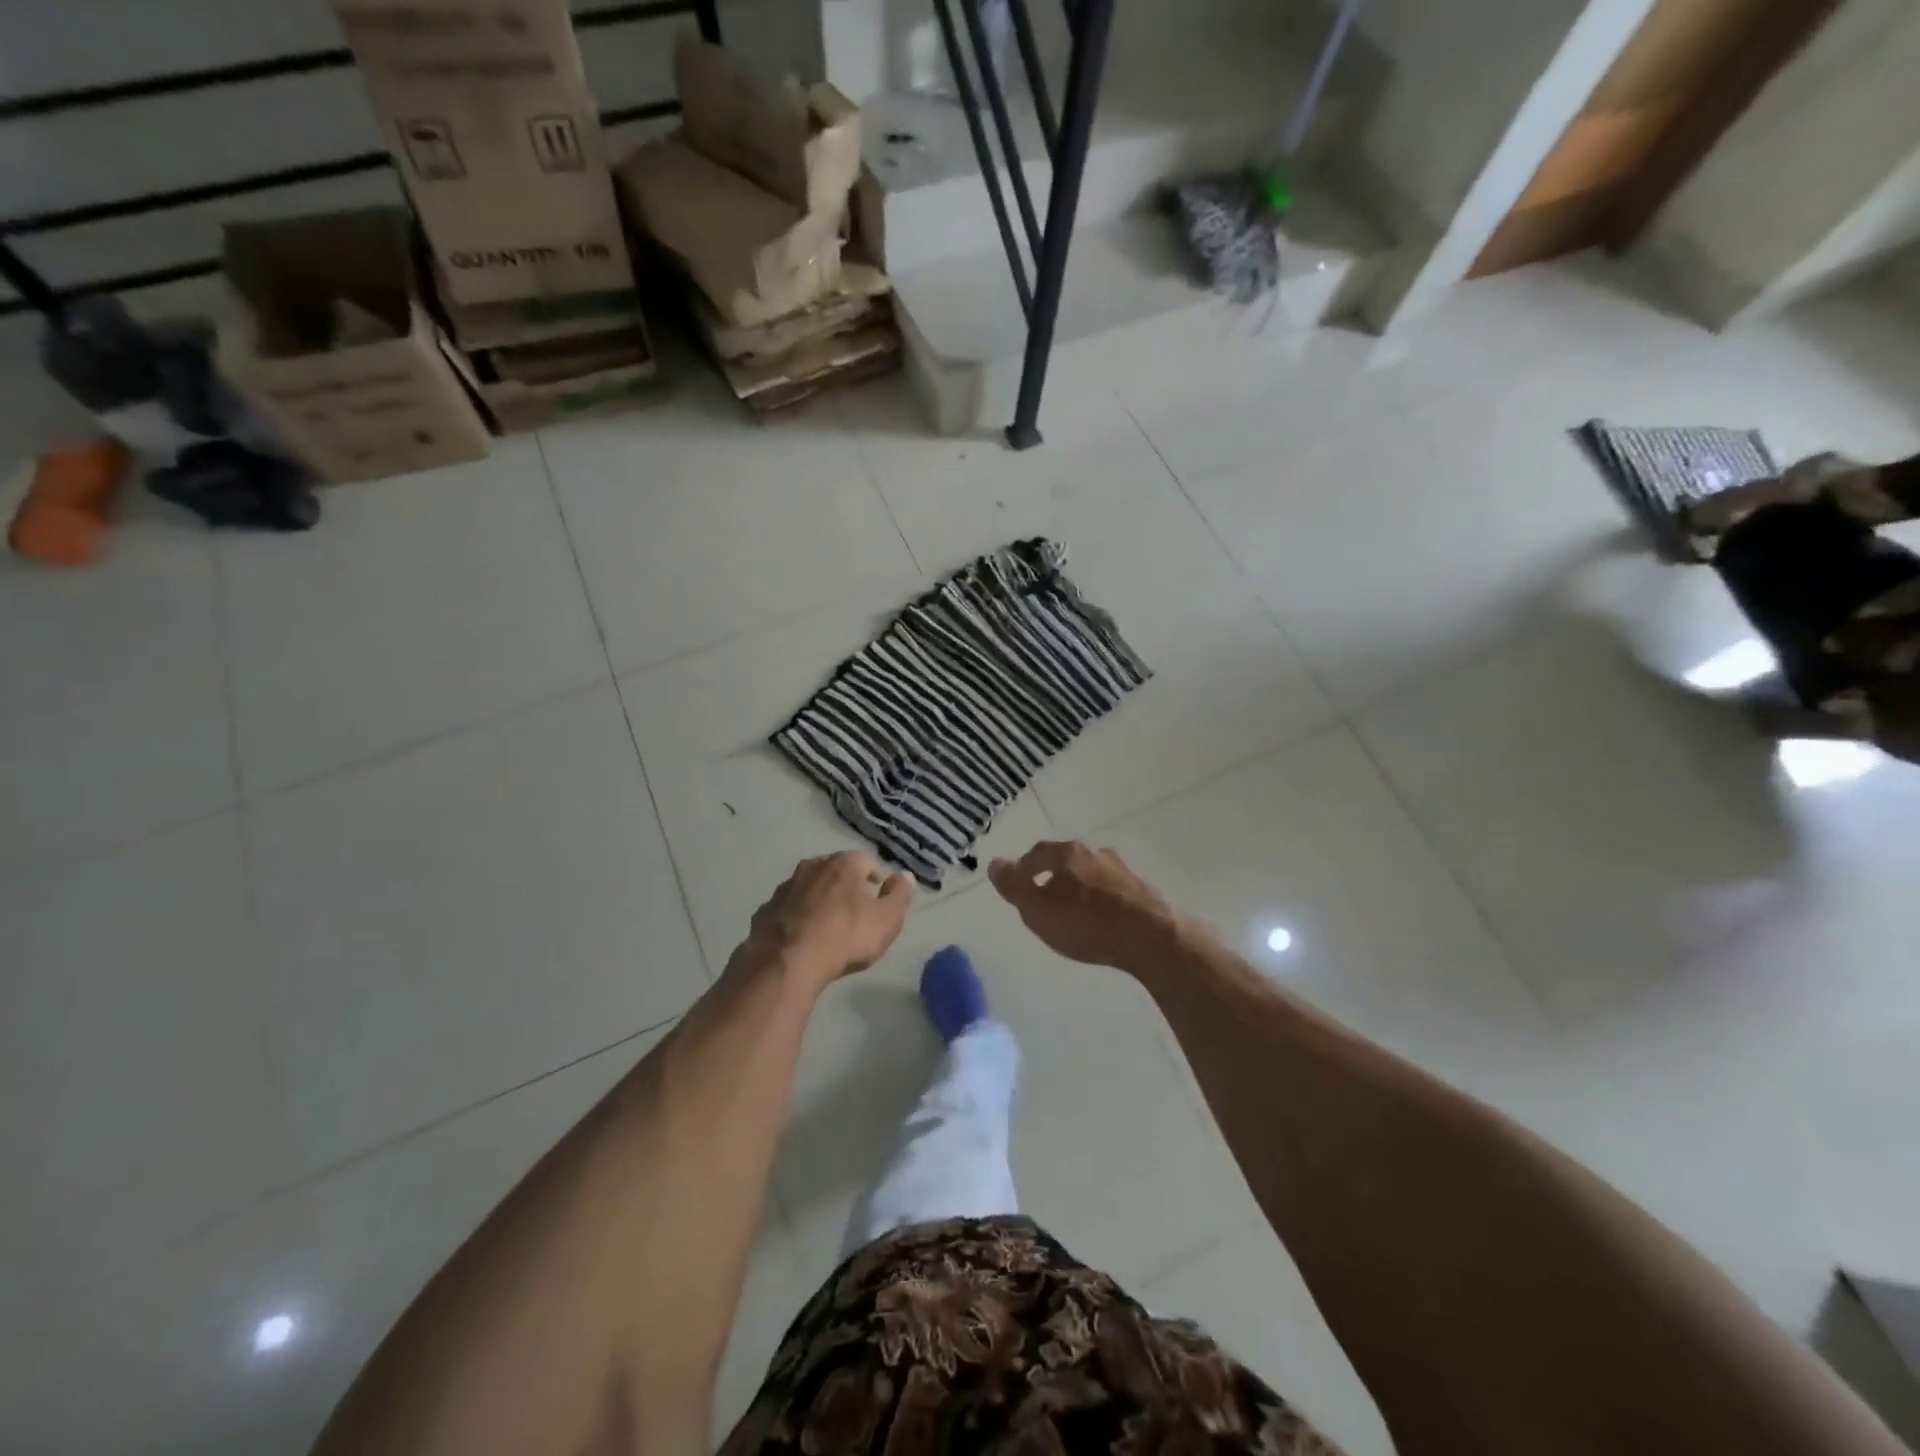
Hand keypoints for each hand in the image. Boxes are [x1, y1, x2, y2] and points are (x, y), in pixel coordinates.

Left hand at [740, 851, 913, 985]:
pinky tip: (800, 937)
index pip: (866, 859)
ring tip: (826, 924)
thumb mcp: (886, 920)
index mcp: (843, 864)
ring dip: (818, 899)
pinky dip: (796, 917)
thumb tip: (905, 875)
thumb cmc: (844, 937)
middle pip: (834, 869)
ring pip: (808, 887)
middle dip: (845, 885)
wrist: (786, 962)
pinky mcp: (765, 910)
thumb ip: (899, 895)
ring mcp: (785, 887)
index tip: (879, 894)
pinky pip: (787, 909)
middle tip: (854, 909)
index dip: (876, 875)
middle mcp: (812, 867)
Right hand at [988, 841, 1178, 972]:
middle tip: (1044, 900)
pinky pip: (1113, 891)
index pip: (1037, 853)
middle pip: (1067, 860)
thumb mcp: (1037, 909)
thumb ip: (1014, 886)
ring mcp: (1123, 871)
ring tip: (1074, 912)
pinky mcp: (1143, 891)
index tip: (1018, 886)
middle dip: (1054, 877)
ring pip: (1092, 874)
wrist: (1149, 937)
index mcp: (1067, 853)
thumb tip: (995, 863)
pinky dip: (1102, 901)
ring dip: (1080, 888)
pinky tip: (1102, 919)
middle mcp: (1096, 853)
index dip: (1024, 868)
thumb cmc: (1085, 922)